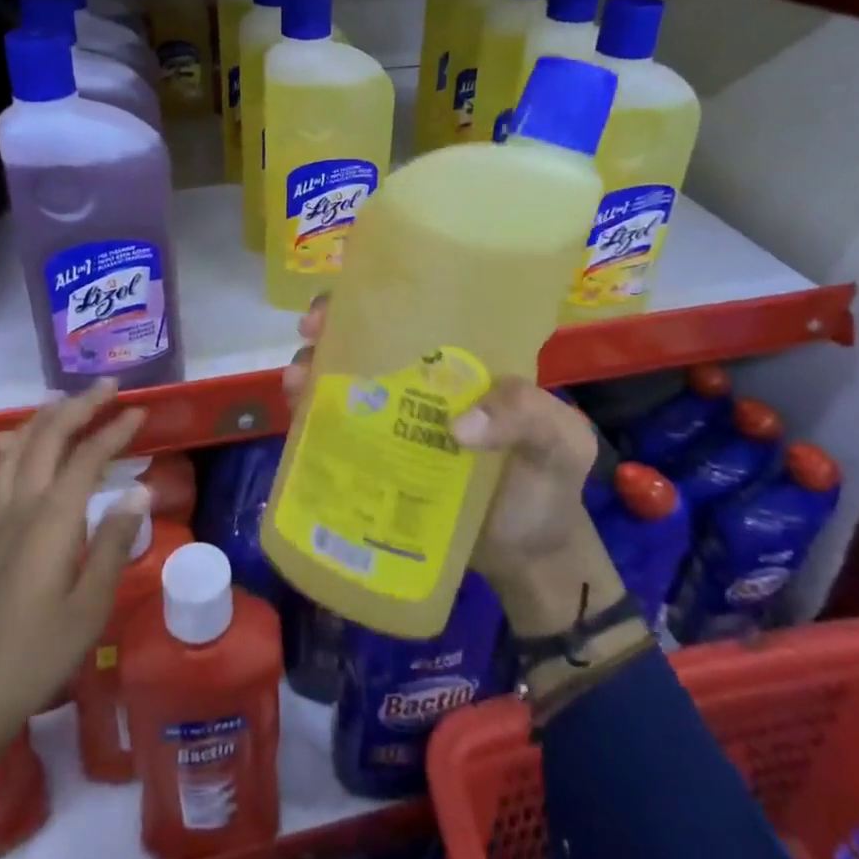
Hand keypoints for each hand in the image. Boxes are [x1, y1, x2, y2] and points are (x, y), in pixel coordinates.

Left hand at [0, 381, 150, 858]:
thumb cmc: (39, 655)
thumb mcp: (91, 606)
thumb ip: (115, 543)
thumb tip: (141, 492)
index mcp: (51, 520)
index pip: (87, 457)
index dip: (115, 430)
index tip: (140, 411)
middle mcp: (20, 506)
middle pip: (47, 437)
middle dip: (79, 406)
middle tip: (109, 387)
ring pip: (17, 447)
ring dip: (45, 418)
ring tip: (69, 402)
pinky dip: (12, 444)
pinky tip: (12, 442)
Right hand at [282, 297, 623, 637]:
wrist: (531, 558)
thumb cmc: (548, 486)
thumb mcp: (560, 442)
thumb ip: (530, 417)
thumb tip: (458, 427)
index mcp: (461, 362)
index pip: (414, 314)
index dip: (373, 300)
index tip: (344, 304)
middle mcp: (420, 384)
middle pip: (365, 343)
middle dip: (330, 331)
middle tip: (311, 338)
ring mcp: (394, 424)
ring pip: (343, 385)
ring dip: (312, 374)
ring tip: (298, 384)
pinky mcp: (378, 464)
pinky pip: (338, 434)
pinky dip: (312, 422)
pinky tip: (299, 423)